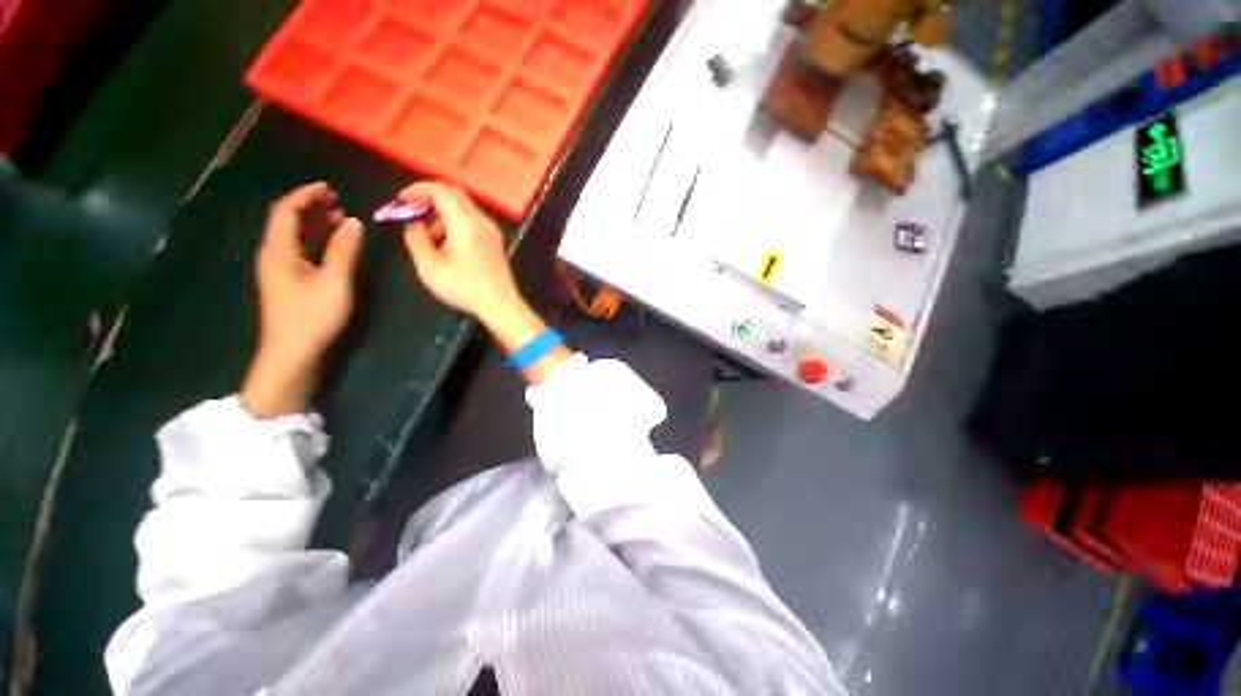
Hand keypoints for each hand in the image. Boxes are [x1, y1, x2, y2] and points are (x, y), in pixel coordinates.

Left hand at [241, 182, 362, 417]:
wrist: (292, 354)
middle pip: (286, 221)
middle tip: (338, 201)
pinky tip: (332, 244)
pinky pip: (298, 250)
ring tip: (339, 218)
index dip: (305, 195)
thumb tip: (353, 222)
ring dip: (313, 223)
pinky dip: (314, 240)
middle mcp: (273, 255)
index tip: (330, 188)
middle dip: (310, 206)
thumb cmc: (313, 317)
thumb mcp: (334, 282)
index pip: (286, 211)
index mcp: (279, 251)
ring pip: (292, 236)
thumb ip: (344, 250)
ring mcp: (279, 269)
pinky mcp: (288, 282)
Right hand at [399, 182, 519, 319]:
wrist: (500, 304)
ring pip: (464, 209)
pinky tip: (447, 245)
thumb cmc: (465, 287)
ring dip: (442, 215)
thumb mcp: (430, 266)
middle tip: (412, 212)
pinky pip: (473, 222)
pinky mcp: (495, 242)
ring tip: (429, 237)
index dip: (418, 189)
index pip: (441, 191)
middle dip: (430, 199)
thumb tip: (414, 225)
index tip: (402, 199)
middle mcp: (482, 221)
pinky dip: (455, 224)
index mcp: (465, 223)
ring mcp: (492, 231)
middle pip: (455, 195)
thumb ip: (416, 239)